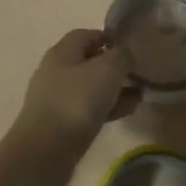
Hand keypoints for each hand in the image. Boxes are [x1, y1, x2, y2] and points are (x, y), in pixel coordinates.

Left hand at [10, 30, 137, 175]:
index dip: (109, 38)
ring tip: (138, 96)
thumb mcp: (107, 70)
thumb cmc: (76, 101)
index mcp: (62, 52)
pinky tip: (126, 112)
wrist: (46, 151)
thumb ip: (121, 55)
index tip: (131, 48)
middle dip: (114, 67)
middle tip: (137, 74)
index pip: (86, 34)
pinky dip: (107, 108)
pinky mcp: (60, 124)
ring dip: (114, 90)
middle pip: (88, 61)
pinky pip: (88, 109)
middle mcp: (56, 71)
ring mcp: (56, 99)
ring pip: (90, 87)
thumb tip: (125, 53)